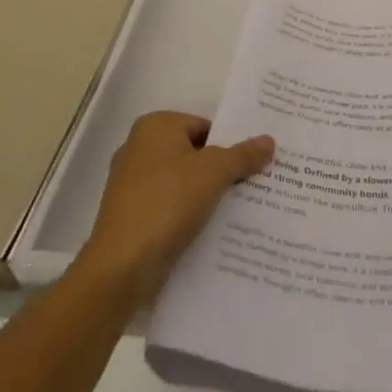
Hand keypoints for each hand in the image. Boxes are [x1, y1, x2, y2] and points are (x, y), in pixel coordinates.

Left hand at [79, 111, 273, 306]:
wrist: (122, 266)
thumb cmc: (168, 202)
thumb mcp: (214, 172)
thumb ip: (243, 155)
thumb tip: (269, 140)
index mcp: (155, 126)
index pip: (205, 126)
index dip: (231, 143)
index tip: (255, 162)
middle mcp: (139, 148)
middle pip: (194, 153)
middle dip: (222, 169)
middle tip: (256, 183)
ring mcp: (132, 184)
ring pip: (183, 182)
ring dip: (208, 194)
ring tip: (242, 208)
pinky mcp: (131, 215)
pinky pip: (170, 206)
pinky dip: (190, 213)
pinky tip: (214, 228)